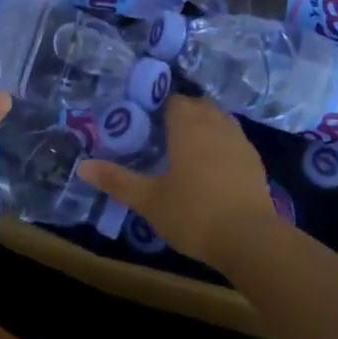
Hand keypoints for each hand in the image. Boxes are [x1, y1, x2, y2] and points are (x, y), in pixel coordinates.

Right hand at [78, 95, 281, 265]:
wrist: (250, 239)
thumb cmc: (193, 213)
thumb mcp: (148, 199)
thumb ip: (116, 180)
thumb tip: (82, 166)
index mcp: (187, 124)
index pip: (174, 100)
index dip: (160, 107)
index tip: (148, 123)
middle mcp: (215, 123)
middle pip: (198, 105)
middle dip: (183, 114)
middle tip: (165, 137)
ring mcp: (239, 140)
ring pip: (219, 120)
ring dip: (205, 128)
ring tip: (188, 151)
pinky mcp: (255, 161)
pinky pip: (233, 141)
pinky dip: (222, 146)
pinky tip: (213, 170)